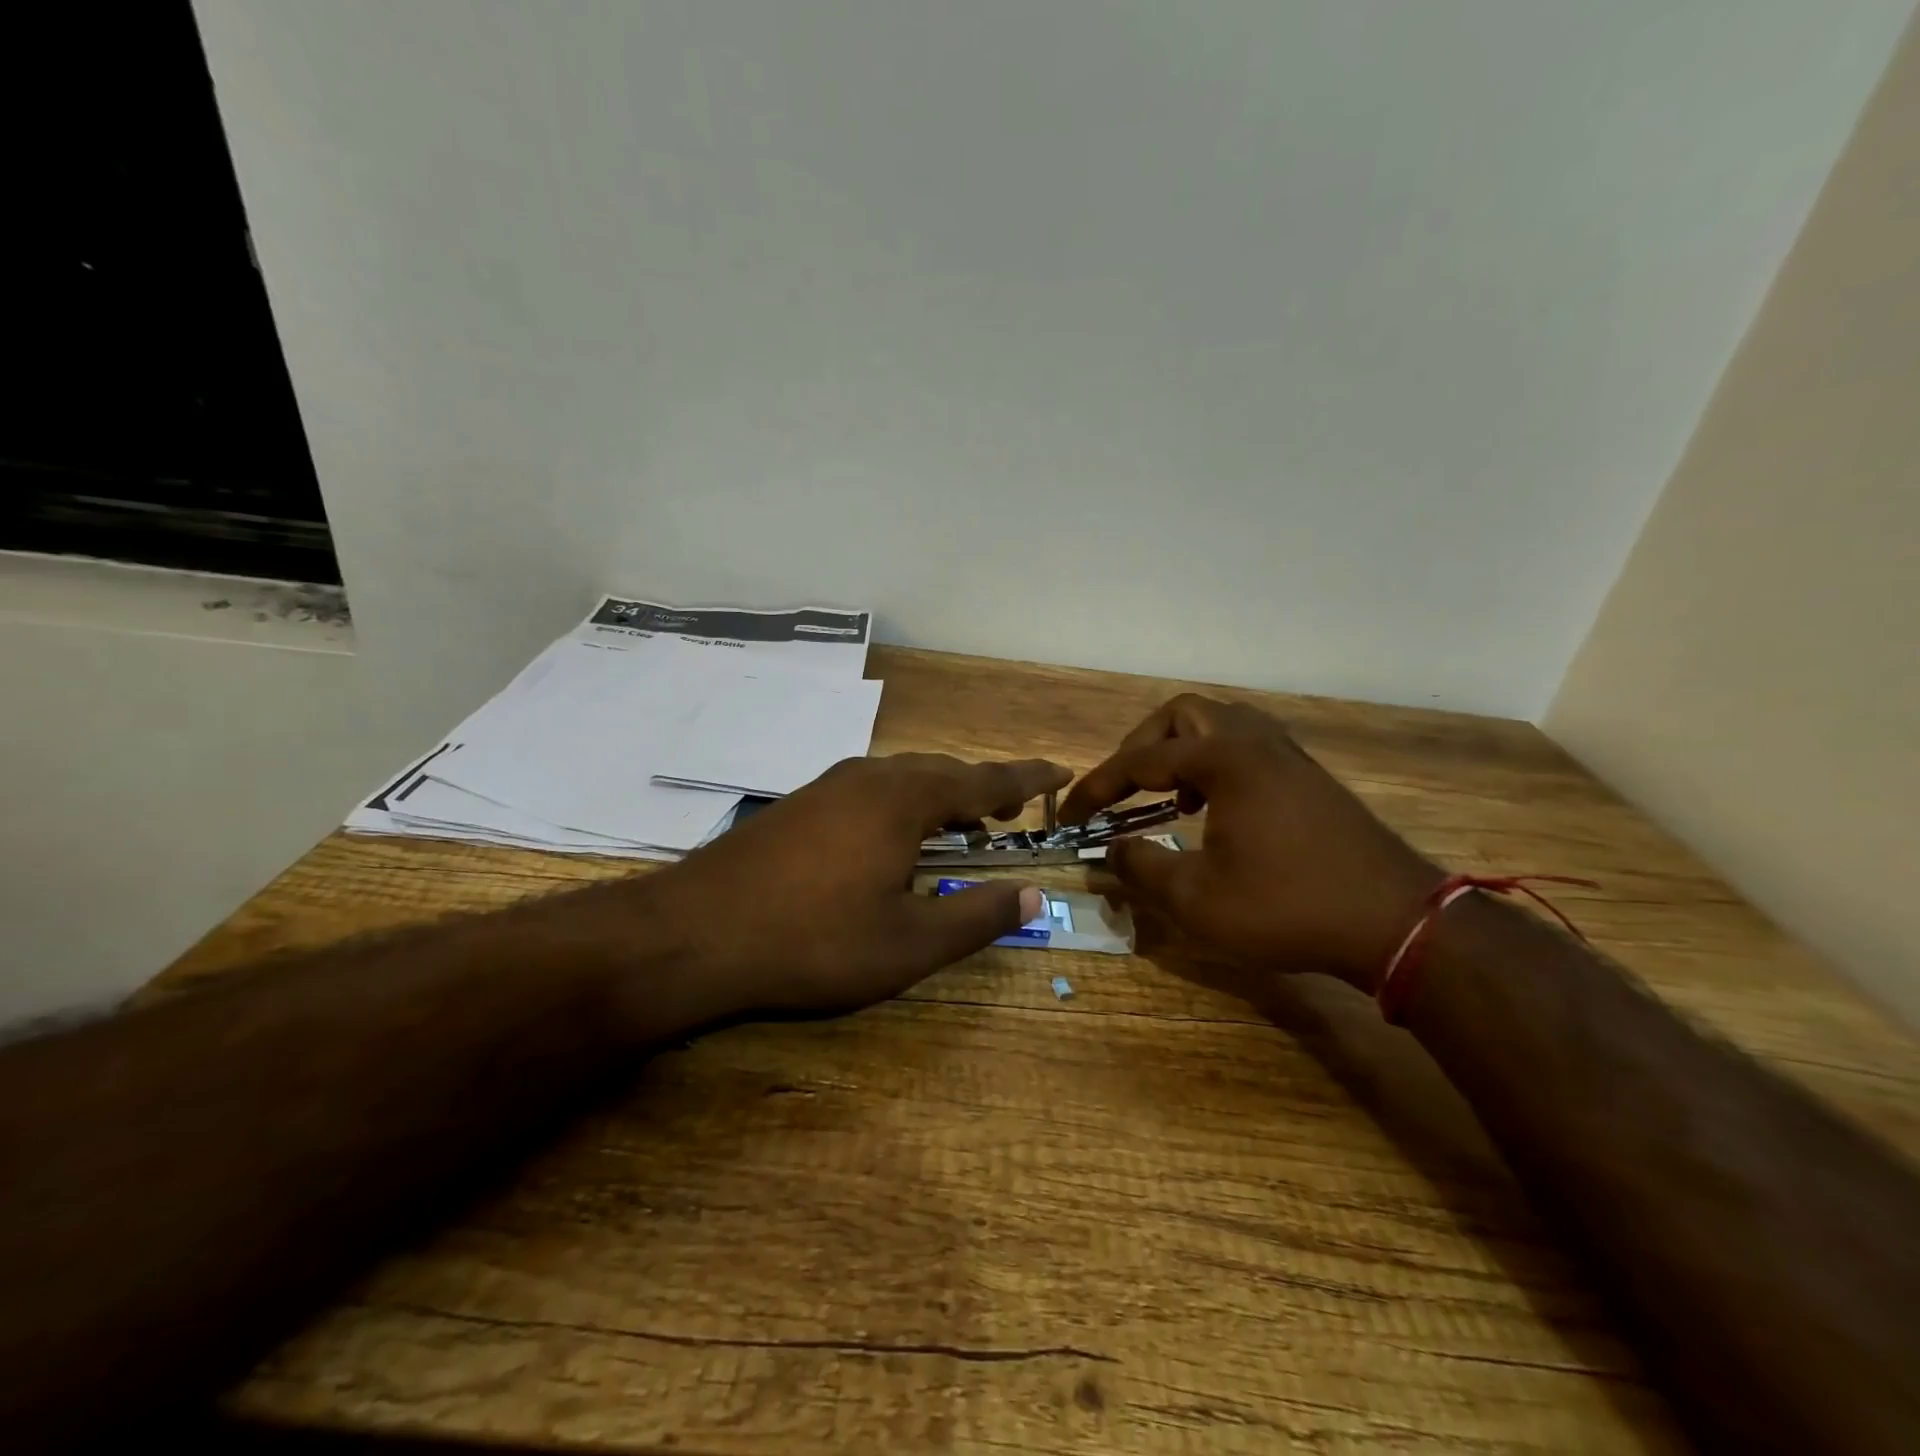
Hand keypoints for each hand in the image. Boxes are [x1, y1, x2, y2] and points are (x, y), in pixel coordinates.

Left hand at [639, 754, 1069, 1018]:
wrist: (694, 933)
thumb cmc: (812, 941)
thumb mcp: (907, 943)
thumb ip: (976, 916)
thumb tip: (1034, 894)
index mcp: (904, 800)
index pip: (984, 780)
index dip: (1026, 778)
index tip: (1060, 770)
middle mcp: (870, 778)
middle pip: (943, 772)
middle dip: (983, 787)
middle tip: (1013, 808)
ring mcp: (829, 787)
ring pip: (904, 778)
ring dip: (941, 794)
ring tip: (964, 821)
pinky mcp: (800, 805)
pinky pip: (872, 790)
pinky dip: (904, 803)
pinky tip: (895, 836)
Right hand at [1060, 696, 1439, 992]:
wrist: (1396, 922)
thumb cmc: (1287, 906)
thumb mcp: (1197, 899)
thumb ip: (1142, 868)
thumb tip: (1109, 851)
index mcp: (1224, 760)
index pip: (1140, 761)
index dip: (1097, 788)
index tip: (1070, 816)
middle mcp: (1255, 742)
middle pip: (1183, 715)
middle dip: (1142, 747)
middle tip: (1123, 789)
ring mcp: (1288, 756)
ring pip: (1221, 724)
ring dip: (1182, 751)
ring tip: (1170, 796)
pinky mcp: (1309, 777)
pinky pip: (1248, 745)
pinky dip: (1217, 763)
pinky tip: (1217, 810)